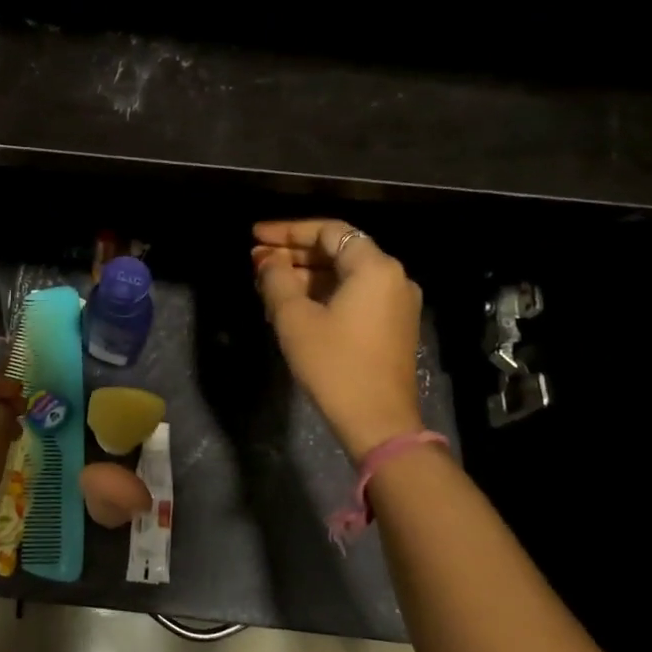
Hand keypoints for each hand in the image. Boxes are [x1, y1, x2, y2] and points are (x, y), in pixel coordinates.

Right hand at [252, 220, 424, 460]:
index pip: (328, 231)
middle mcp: (392, 276)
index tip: (255, 236)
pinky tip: (292, 304)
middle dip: (294, 253)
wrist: (377, 420)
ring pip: (344, 274)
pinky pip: (354, 295)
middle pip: (338, 250)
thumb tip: (267, 260)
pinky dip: (322, 293)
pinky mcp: (392, 325)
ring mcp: (396, 302)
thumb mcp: (295, 319)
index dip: (288, 230)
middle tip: (255, 260)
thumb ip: (276, 280)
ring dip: (305, 275)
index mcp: (374, 267)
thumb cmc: (334, 365)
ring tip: (266, 283)